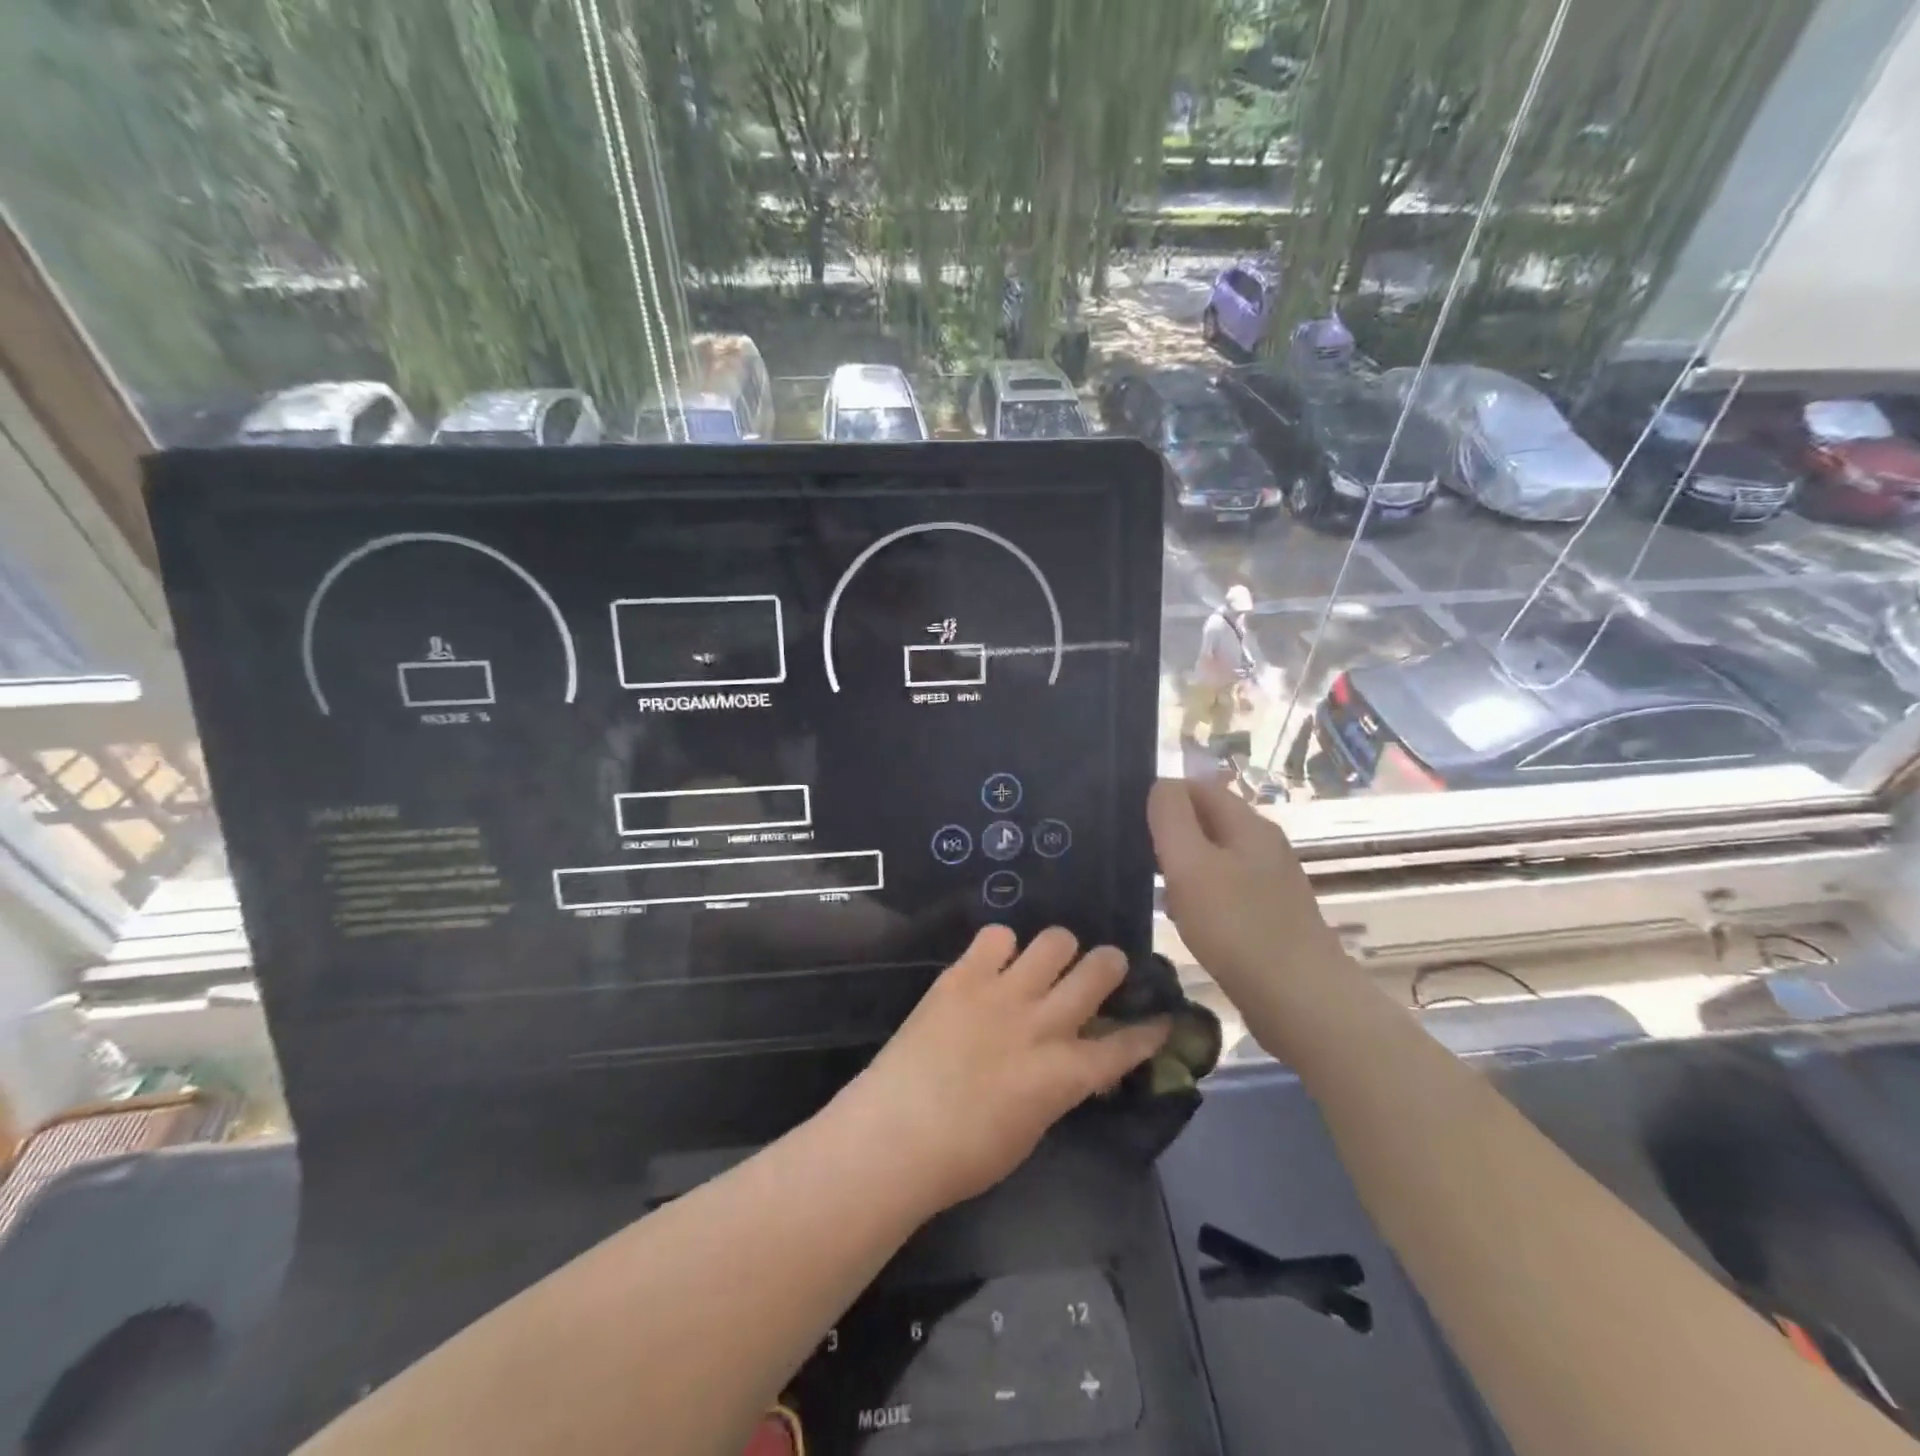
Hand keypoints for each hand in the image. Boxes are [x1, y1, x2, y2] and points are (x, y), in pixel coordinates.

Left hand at [839, 926, 1168, 1215]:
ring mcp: (1002, 993)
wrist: (894, 1135)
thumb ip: (1056, 1089)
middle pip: (1098, 971)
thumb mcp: (1030, 1130)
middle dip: (1111, 966)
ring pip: (1054, 940)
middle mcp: (1042, 1023)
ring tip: (1047, 961)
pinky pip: (996, 936)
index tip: (1161, 1018)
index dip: (1149, 1030)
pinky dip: (1002, 947)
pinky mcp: (962, 975)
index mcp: (1063, 1074)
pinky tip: (994, 963)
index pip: (1124, 1045)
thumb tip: (1067, 1067)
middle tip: (1103, 970)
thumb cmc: (963, 1157)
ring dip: (1059, 950)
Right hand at [1148, 778, 1345, 999]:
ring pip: (1214, 858)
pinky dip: (1199, 897)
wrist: (1302, 1002)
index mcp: (1248, 824)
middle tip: (1137, 859)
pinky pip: (1224, 891)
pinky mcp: (1270, 916)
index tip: (1129, 825)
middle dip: (1170, 834)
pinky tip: (1185, 922)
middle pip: (1207, 821)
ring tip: (1154, 892)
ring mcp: (1270, 882)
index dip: (1161, 797)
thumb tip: (1160, 785)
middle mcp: (1263, 844)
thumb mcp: (1191, 864)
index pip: (1198, 787)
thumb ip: (1171, 817)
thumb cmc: (1237, 927)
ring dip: (1182, 869)